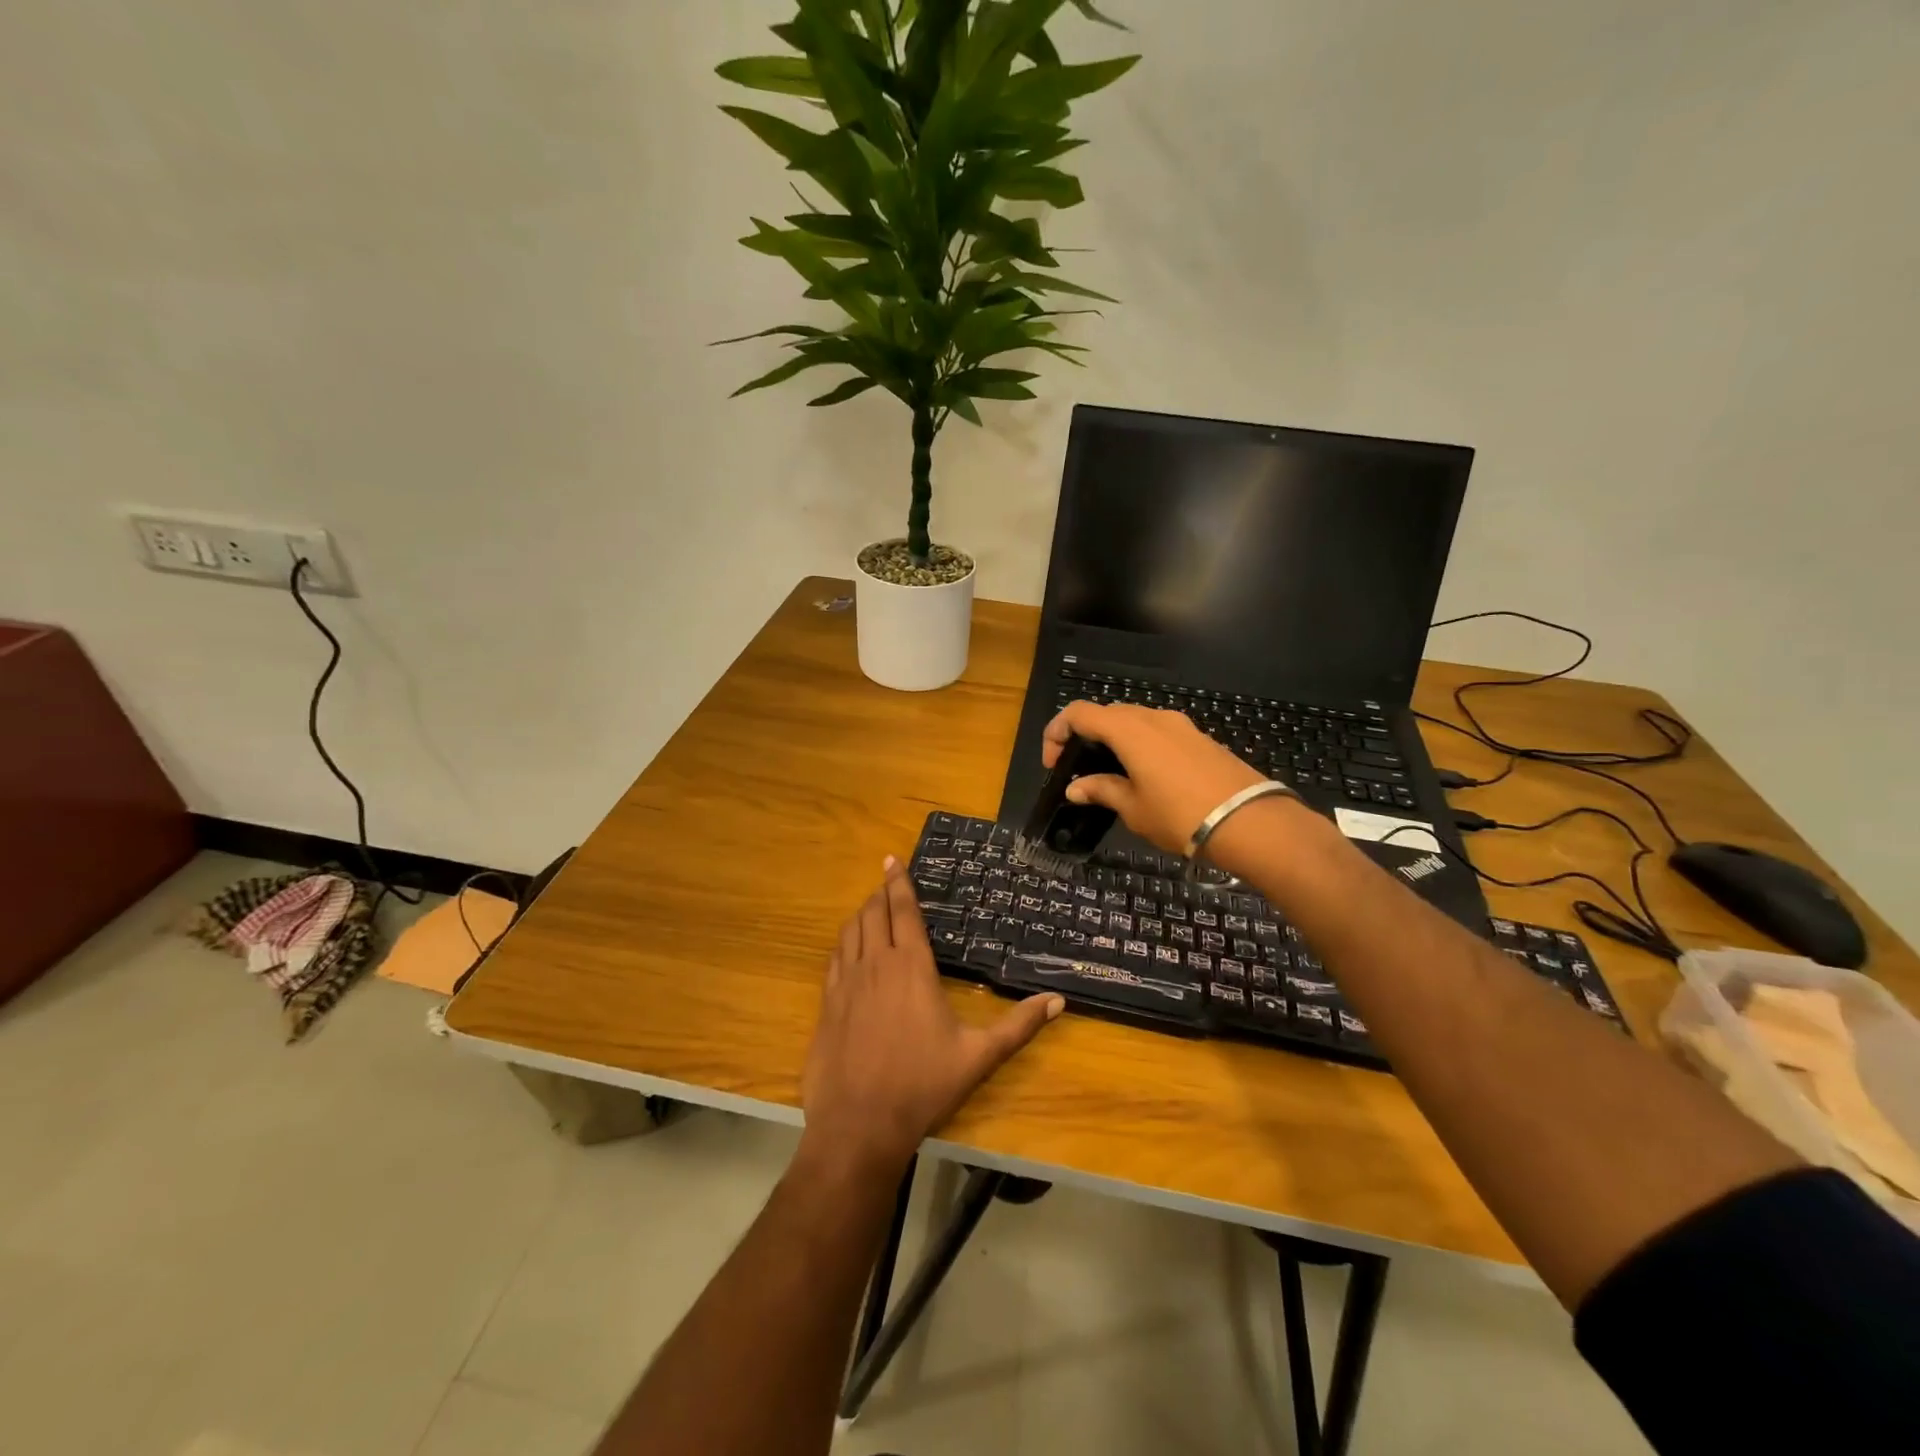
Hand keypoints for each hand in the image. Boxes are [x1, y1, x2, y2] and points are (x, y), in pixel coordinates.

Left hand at [800, 859, 1063, 1174]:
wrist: (859, 1124)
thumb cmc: (923, 1085)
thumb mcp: (978, 1056)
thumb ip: (1018, 1026)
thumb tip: (1058, 1001)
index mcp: (912, 967)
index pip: (903, 912)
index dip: (899, 883)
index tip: (893, 860)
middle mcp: (876, 965)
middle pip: (873, 914)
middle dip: (880, 893)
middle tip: (886, 880)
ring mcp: (846, 983)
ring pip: (850, 932)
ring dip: (861, 914)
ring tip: (870, 907)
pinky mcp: (827, 1004)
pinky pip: (834, 959)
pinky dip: (843, 943)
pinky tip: (848, 948)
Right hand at [1042, 701, 1269, 856]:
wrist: (1250, 823)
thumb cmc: (1180, 816)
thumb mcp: (1133, 808)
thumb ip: (1102, 790)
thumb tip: (1076, 787)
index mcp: (1129, 730)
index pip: (1080, 713)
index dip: (1057, 732)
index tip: (1053, 762)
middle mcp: (1153, 717)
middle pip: (1107, 713)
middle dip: (1085, 735)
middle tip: (1077, 768)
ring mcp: (1180, 725)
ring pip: (1135, 721)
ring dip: (1114, 739)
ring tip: (1109, 773)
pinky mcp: (1200, 738)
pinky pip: (1158, 732)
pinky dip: (1140, 745)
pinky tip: (1143, 775)